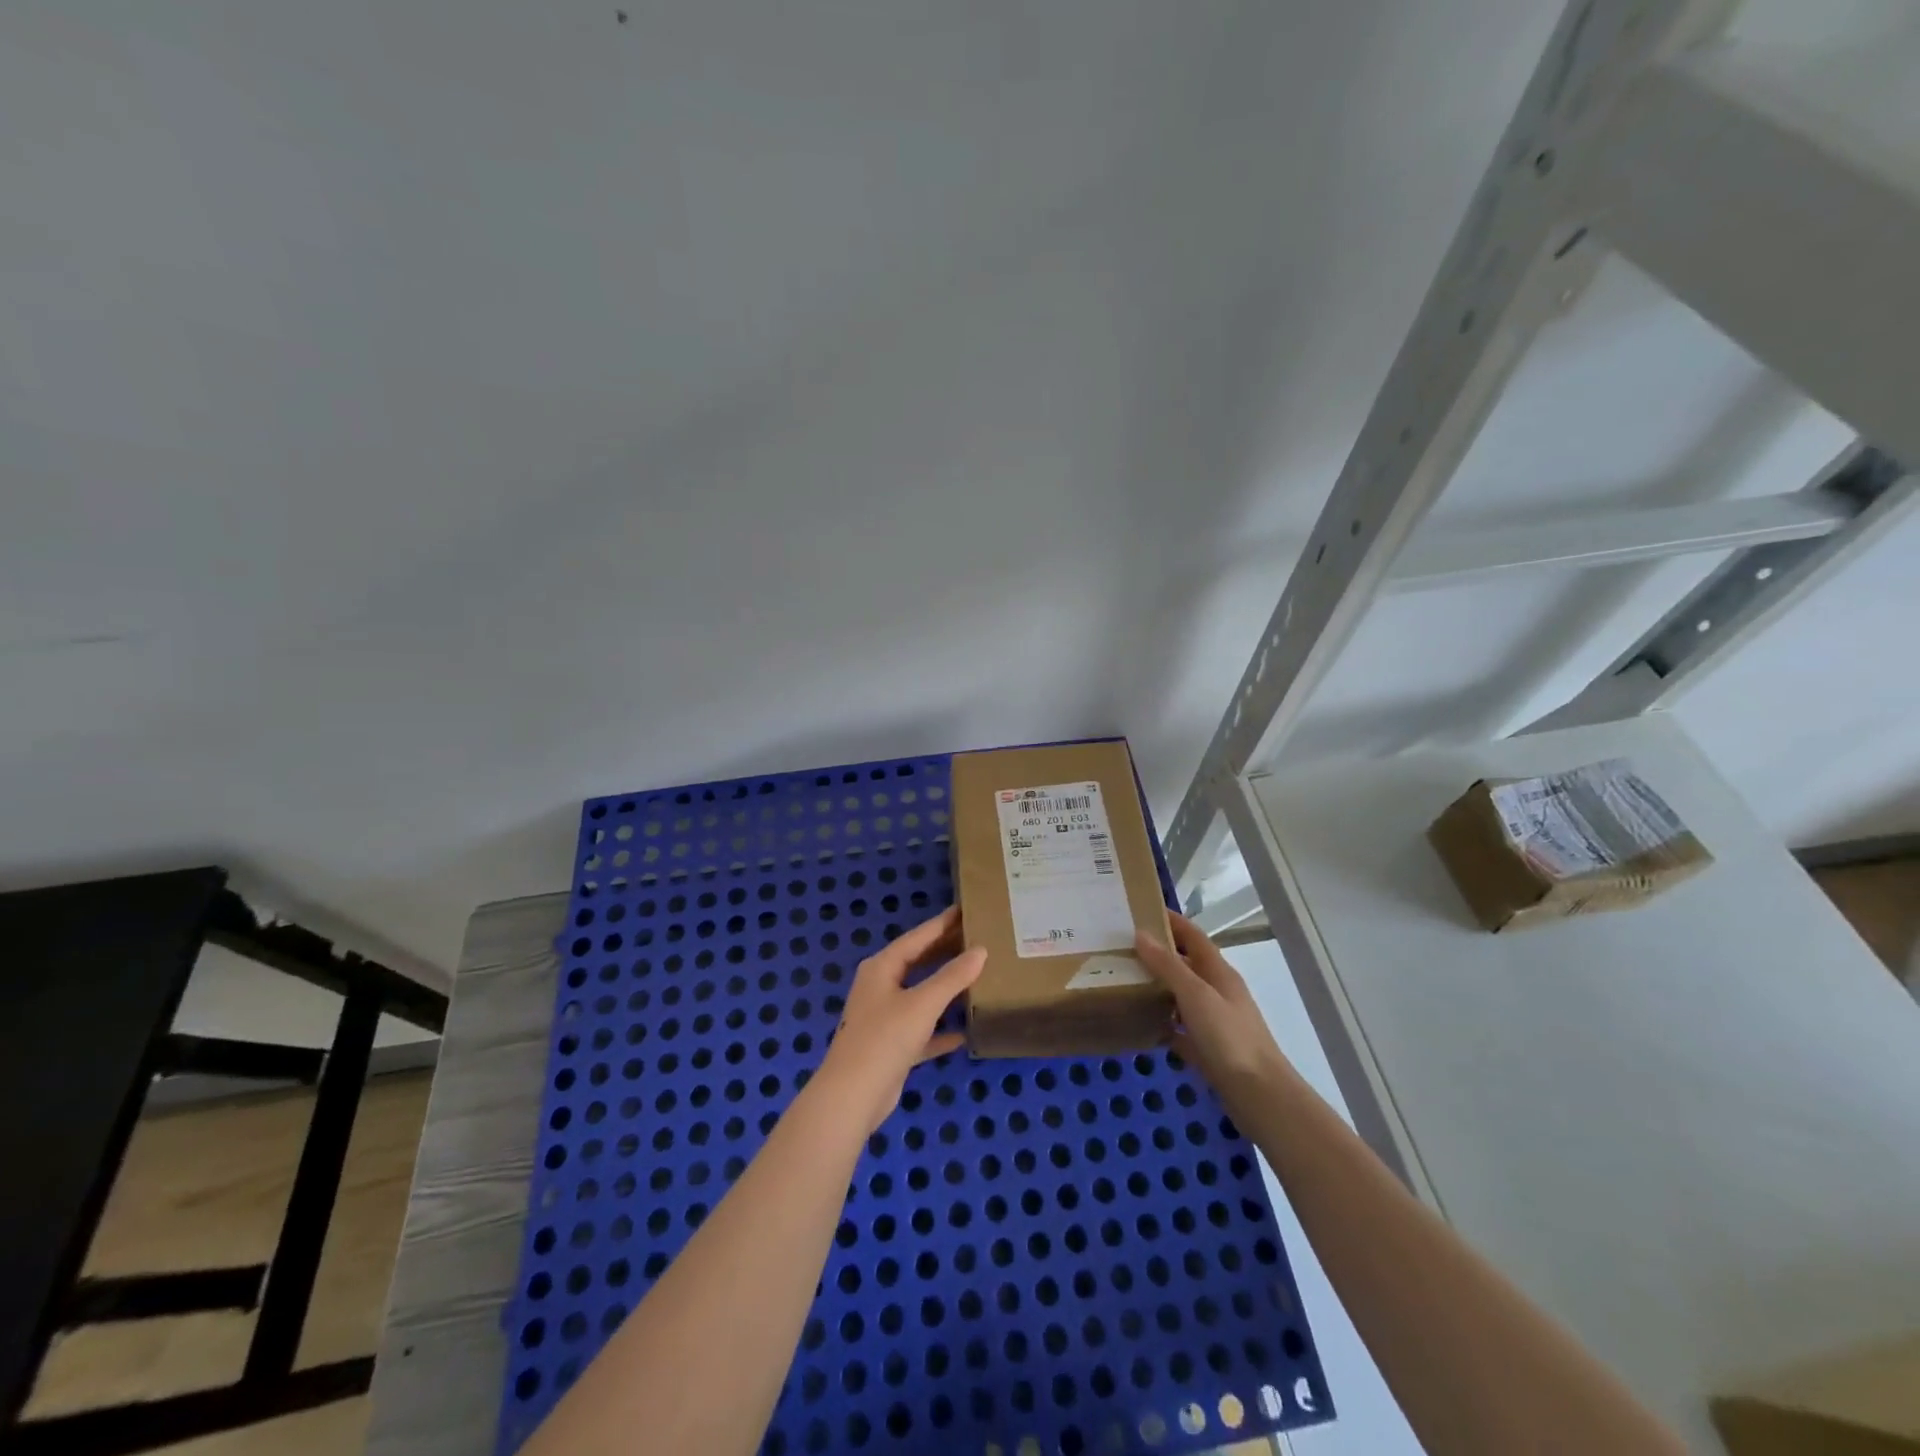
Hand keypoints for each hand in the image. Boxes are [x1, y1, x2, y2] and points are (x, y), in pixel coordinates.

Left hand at [816, 906, 984, 1133]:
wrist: (853, 1096)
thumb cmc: (885, 1038)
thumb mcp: (923, 1003)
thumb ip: (953, 976)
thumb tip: (980, 951)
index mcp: (882, 968)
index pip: (916, 938)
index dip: (941, 924)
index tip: (965, 910)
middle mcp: (880, 988)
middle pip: (917, 963)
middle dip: (945, 953)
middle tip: (976, 940)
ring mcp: (884, 1018)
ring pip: (920, 996)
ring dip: (944, 990)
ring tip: (976, 978)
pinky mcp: (891, 1047)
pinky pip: (921, 1030)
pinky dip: (940, 1030)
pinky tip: (963, 1033)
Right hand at [1135, 912, 1292, 1101]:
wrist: (1260, 1096)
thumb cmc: (1229, 1038)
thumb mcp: (1196, 996)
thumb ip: (1168, 966)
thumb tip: (1140, 934)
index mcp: (1218, 972)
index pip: (1193, 935)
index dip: (1170, 920)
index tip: (1140, 910)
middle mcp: (1217, 992)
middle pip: (1185, 964)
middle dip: (1157, 953)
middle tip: (1121, 947)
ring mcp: (1213, 1022)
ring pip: (1181, 996)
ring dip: (1157, 986)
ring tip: (1123, 980)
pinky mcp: (1208, 1050)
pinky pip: (1180, 1029)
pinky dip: (1162, 1023)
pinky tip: (1140, 1024)